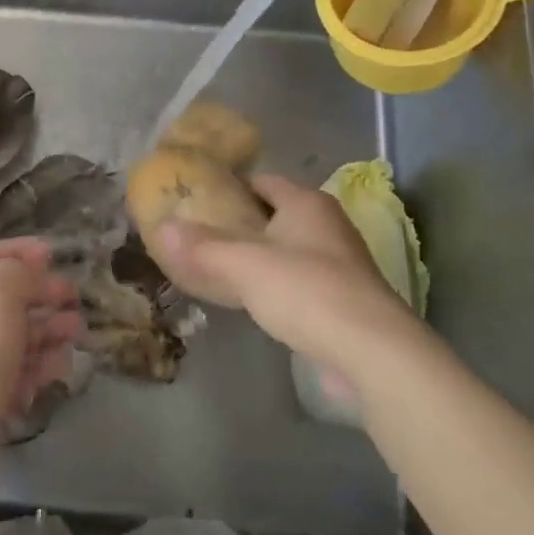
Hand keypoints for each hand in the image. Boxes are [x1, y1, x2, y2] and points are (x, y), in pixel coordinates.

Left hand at [0, 240, 80, 516]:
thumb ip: (18, 274)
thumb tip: (29, 266)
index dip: (17, 252)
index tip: (55, 254)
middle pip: (1, 300)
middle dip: (39, 295)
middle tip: (74, 298)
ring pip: (12, 340)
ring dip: (45, 332)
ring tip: (76, 332)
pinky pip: (12, 378)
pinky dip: (36, 370)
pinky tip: (59, 370)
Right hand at [156, 174, 417, 379]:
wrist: (373, 353)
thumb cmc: (307, 292)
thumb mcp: (245, 265)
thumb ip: (202, 247)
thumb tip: (160, 228)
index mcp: (308, 203)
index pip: (263, 181)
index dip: (230, 187)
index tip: (196, 199)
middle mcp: (327, 226)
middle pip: (275, 215)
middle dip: (240, 223)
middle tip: (198, 235)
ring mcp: (339, 264)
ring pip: (287, 250)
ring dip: (257, 256)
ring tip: (216, 267)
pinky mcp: (343, 300)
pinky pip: (298, 281)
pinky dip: (274, 285)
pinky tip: (251, 301)